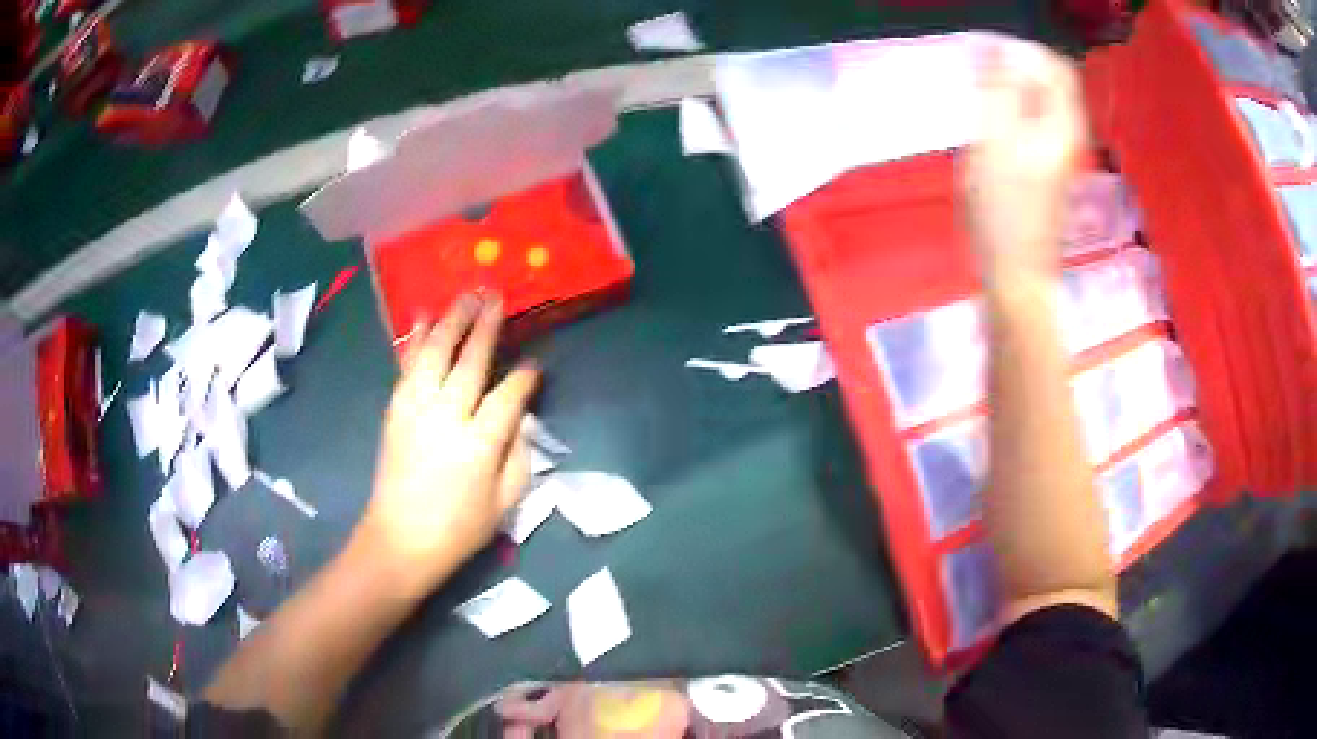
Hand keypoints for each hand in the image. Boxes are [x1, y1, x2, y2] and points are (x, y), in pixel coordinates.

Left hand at [355, 294, 539, 595]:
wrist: (399, 541)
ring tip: (464, 296)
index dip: (524, 377)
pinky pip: (408, 367)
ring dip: (451, 322)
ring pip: (435, 354)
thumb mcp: (505, 504)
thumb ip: (519, 457)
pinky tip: (425, 321)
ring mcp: (416, 410)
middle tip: (496, 298)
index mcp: (479, 445)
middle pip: (469, 362)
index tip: (534, 363)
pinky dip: (417, 341)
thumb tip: (521, 420)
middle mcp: (447, 417)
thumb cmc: (458, 530)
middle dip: (486, 327)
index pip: (508, 397)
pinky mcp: (395, 412)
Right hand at [960, 41, 1087, 287]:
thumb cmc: (1003, 210)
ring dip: (1008, 90)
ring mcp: (1060, 149)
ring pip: (1038, 99)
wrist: (1016, 270)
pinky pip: (1032, 119)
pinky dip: (1010, 111)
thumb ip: (999, 89)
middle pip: (1047, 80)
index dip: (1021, 52)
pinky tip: (990, 129)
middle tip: (982, 81)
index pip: (1053, 64)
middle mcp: (1068, 132)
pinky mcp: (1047, 163)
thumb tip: (999, 48)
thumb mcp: (994, 141)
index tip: (988, 58)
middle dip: (1013, 69)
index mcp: (1064, 124)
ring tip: (981, 104)